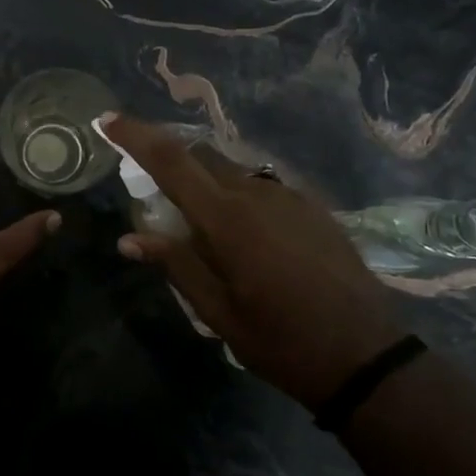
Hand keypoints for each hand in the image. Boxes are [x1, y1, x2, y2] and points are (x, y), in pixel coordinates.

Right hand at [101, 114, 406, 408]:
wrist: (367, 356)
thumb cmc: (281, 341)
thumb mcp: (217, 312)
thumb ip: (175, 265)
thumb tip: (129, 238)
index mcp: (227, 219)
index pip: (171, 161)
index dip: (136, 136)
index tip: (108, 119)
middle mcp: (257, 194)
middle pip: (201, 157)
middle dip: (172, 164)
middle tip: (158, 201)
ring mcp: (290, 197)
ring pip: (233, 172)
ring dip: (207, 184)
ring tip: (204, 230)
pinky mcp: (313, 208)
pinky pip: (262, 188)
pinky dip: (238, 198)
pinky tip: (246, 238)